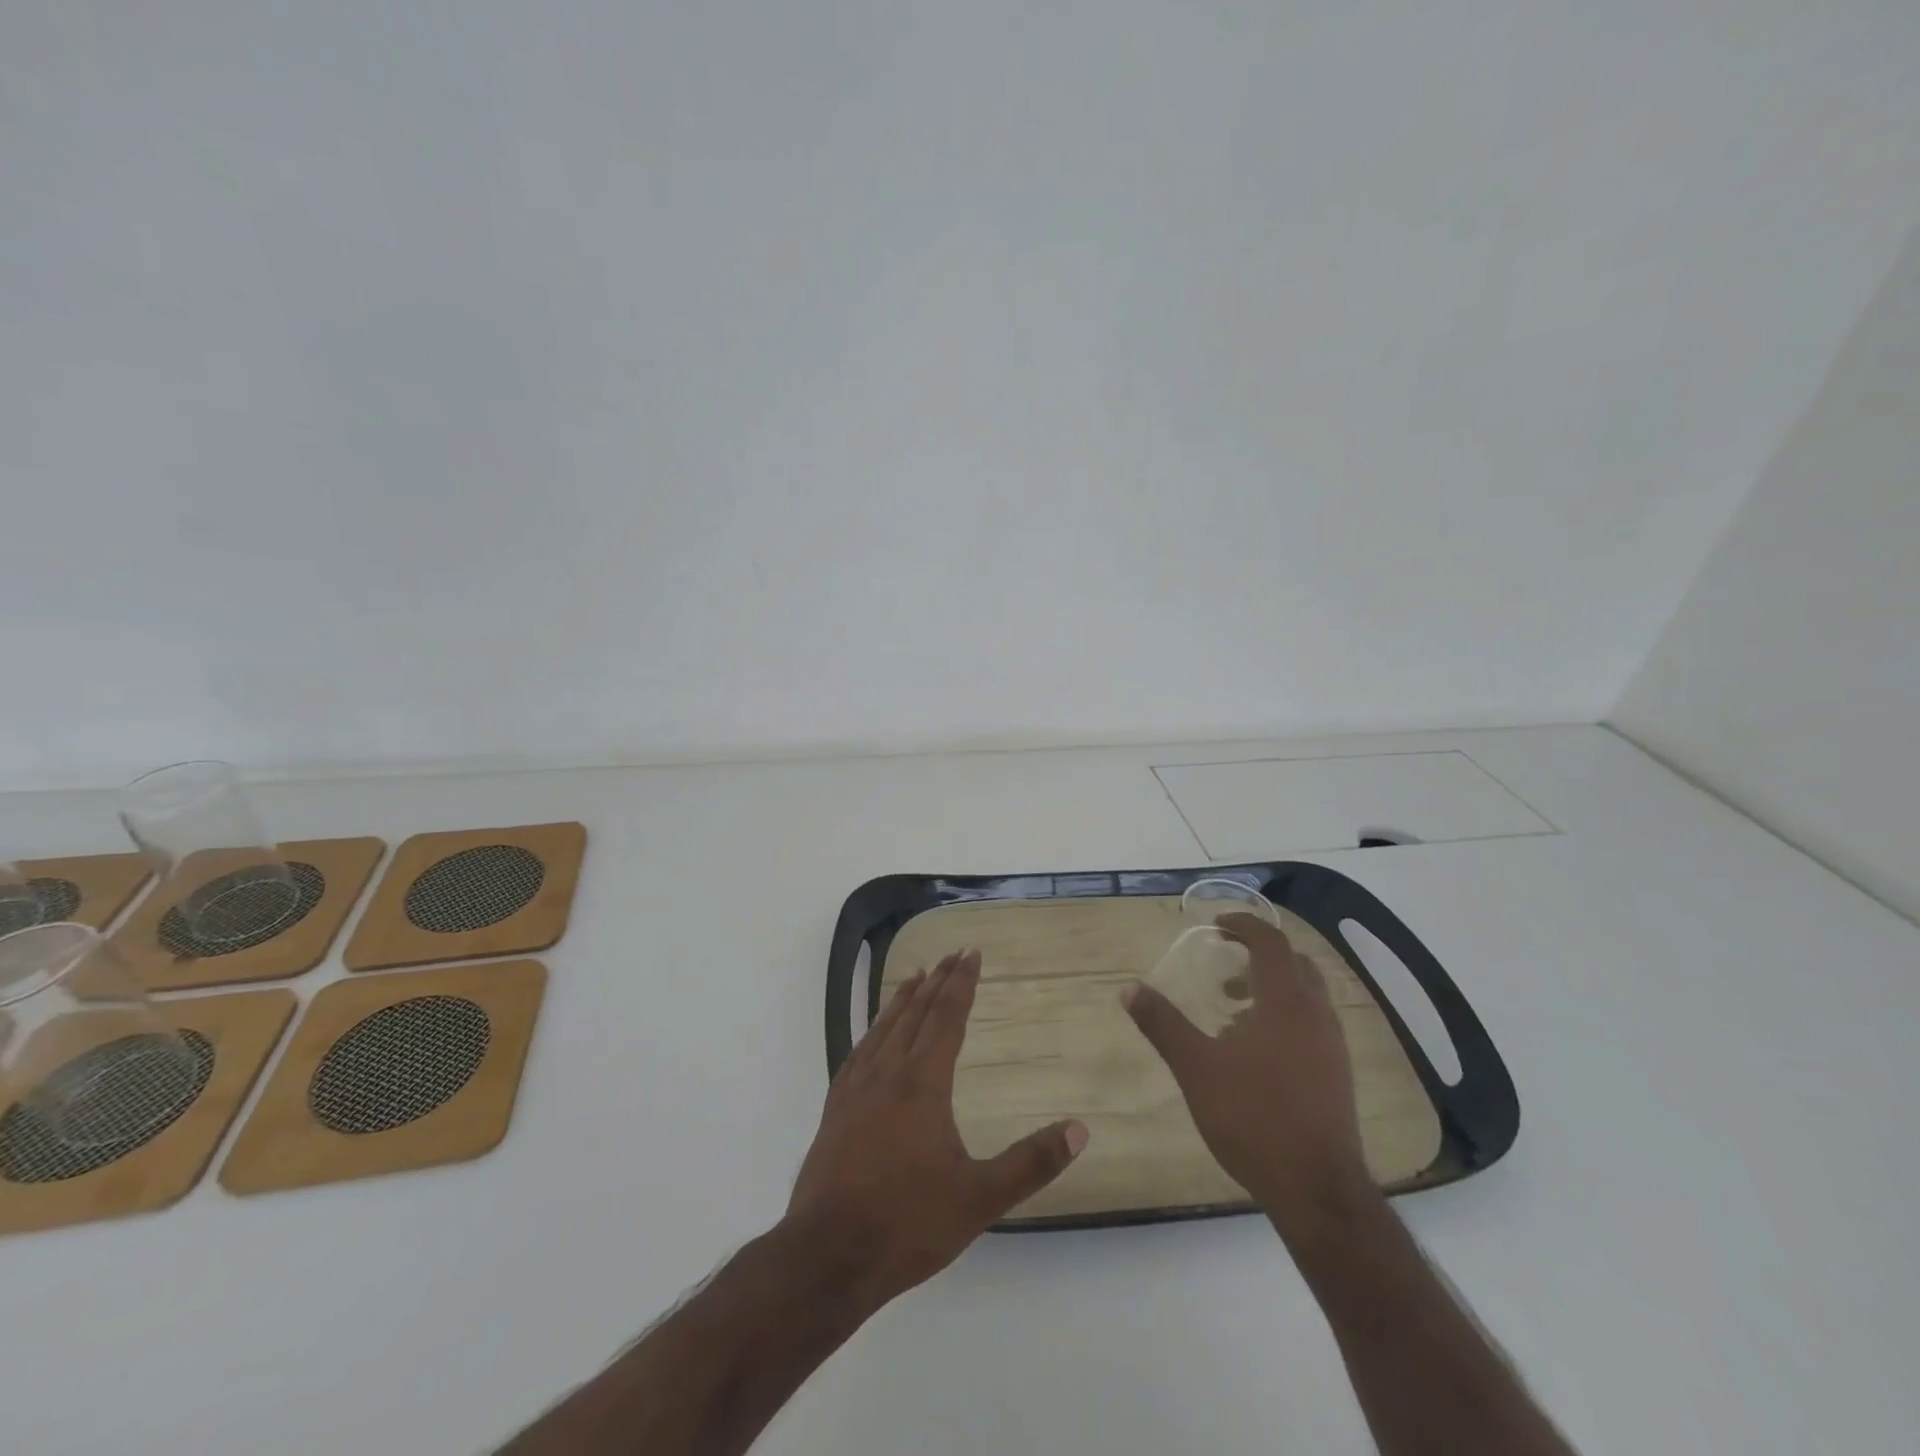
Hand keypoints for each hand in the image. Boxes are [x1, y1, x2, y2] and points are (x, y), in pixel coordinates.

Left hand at [788, 950, 1087, 1308]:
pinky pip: (858, 1053)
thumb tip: (1079, 1129)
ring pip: (883, 1029)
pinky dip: (872, 1031)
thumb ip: (1030, 1163)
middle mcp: (887, 1074)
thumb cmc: (907, 1223)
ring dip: (902, 1000)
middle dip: (937, 981)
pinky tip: (873, 1037)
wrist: (827, 1256)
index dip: (961, 983)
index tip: (971, 952)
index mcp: (922, 1084)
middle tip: (951, 953)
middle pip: (915, 1014)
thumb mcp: (979, 1198)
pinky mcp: (834, 1111)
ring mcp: (855, 1091)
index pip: (946, 1018)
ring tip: (915, 976)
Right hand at [1123, 912, 1372, 1233]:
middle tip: (1225, 962)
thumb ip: (1163, 1024)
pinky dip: (1284, 1014)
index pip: (1271, 942)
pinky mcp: (1337, 1074)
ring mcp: (1333, 1046)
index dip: (1244, 926)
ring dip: (1272, 986)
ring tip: (1232, 1008)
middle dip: (1259, 954)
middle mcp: (1316, 1015)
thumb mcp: (1196, 1068)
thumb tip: (1130, 988)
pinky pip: (1312, 1023)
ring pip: (1307, 995)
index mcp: (1286, 1002)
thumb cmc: (1254, 1118)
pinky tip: (1255, 1050)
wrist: (1317, 1190)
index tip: (1216, 926)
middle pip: (1295, 963)